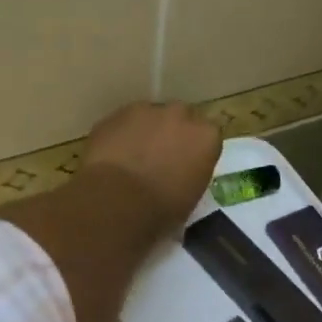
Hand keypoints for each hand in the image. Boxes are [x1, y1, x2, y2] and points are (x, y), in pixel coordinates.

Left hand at [81, 102, 221, 233]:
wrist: (117, 200)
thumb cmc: (161, 209)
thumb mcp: (190, 198)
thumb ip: (190, 175)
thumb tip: (180, 176)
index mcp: (206, 137)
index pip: (208, 137)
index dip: (195, 151)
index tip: (187, 166)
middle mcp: (180, 115)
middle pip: (180, 119)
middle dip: (172, 134)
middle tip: (160, 159)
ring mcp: (146, 111)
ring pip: (149, 117)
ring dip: (145, 133)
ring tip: (132, 160)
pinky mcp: (116, 114)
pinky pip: (123, 124)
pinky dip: (121, 136)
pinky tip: (113, 158)